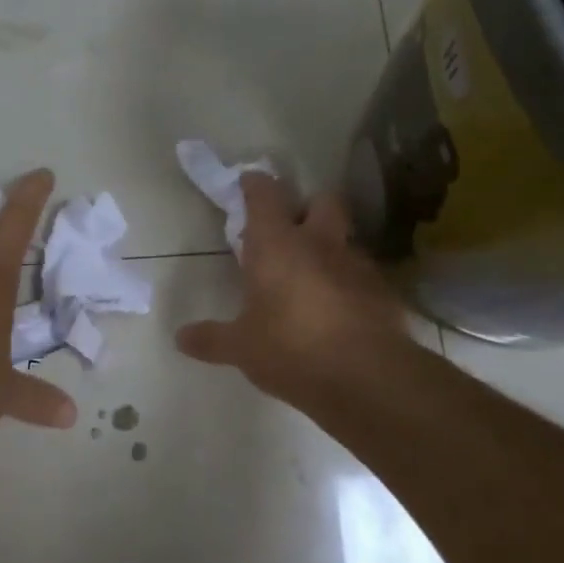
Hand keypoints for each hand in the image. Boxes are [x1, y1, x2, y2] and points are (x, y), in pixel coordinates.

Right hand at [176, 174, 409, 408]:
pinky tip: (339, 309)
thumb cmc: (291, 349)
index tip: (247, 184)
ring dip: (330, 247)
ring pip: (345, 238)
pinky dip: (349, 282)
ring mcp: (357, 264)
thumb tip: (180, 338)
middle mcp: (320, 243)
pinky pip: (363, 274)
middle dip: (307, 208)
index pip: (265, 194)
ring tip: (314, 277)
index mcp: (278, 244)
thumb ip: (212, 338)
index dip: (255, 185)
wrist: (367, 378)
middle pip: (321, 200)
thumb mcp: (241, 347)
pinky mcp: (383, 291)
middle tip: (291, 231)